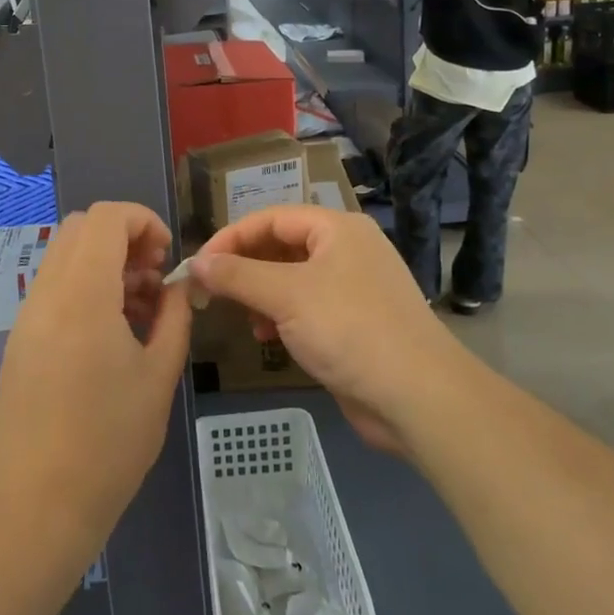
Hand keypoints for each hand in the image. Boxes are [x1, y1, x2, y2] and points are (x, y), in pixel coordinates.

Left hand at [0, 203, 192, 548]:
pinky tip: (111, 334)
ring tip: (139, 310)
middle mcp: (47, 293)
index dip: (143, 220)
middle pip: (82, 227)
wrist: (35, 508)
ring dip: (105, 263)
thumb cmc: (108, 443)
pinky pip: (54, 288)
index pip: (106, 216)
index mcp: (83, 294)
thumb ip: (174, 316)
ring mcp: (28, 316)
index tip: (167, 257)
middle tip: (154, 278)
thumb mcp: (159, 376)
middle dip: (125, 237)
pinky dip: (85, 287)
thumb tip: (179, 285)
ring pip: (66, 256)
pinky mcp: (20, 340)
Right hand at [189, 207, 462, 453]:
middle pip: (282, 246)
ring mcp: (355, 287)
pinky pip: (308, 307)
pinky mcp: (357, 323)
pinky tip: (268, 338)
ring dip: (261, 294)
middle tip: (212, 292)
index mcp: (337, 228)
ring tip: (242, 317)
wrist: (418, 396)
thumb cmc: (349, 329)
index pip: (270, 218)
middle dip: (245, 268)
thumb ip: (236, 275)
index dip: (231, 238)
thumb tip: (196, 262)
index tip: (199, 265)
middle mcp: (347, 249)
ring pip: (293, 279)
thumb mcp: (285, 296)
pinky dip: (283, 316)